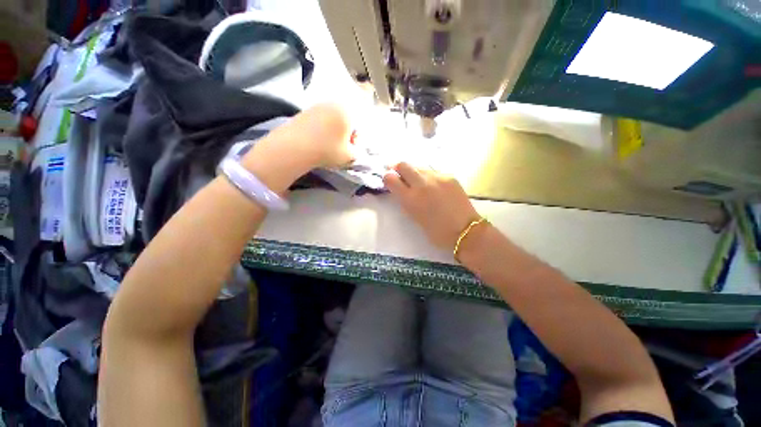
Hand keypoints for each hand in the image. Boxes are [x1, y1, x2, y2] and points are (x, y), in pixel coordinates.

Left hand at [254, 103, 354, 169]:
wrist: (294, 147)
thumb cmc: (327, 151)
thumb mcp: (349, 156)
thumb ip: (357, 152)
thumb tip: (353, 148)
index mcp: (347, 112)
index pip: (358, 127)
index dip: (355, 141)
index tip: (349, 150)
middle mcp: (333, 104)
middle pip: (345, 122)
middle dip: (344, 135)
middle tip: (338, 148)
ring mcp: (317, 105)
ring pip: (332, 121)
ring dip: (332, 133)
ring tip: (326, 146)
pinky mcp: (304, 110)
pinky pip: (319, 121)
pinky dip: (321, 130)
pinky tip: (316, 141)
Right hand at [384, 163, 479, 249]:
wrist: (465, 231)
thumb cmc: (436, 232)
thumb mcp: (414, 217)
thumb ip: (406, 201)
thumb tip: (401, 189)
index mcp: (410, 199)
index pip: (390, 178)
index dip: (387, 178)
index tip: (389, 181)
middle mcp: (422, 184)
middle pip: (403, 164)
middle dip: (398, 168)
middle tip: (399, 174)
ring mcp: (437, 178)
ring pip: (419, 166)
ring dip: (414, 172)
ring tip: (417, 181)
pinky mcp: (449, 176)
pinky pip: (433, 171)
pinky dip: (428, 176)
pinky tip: (433, 186)